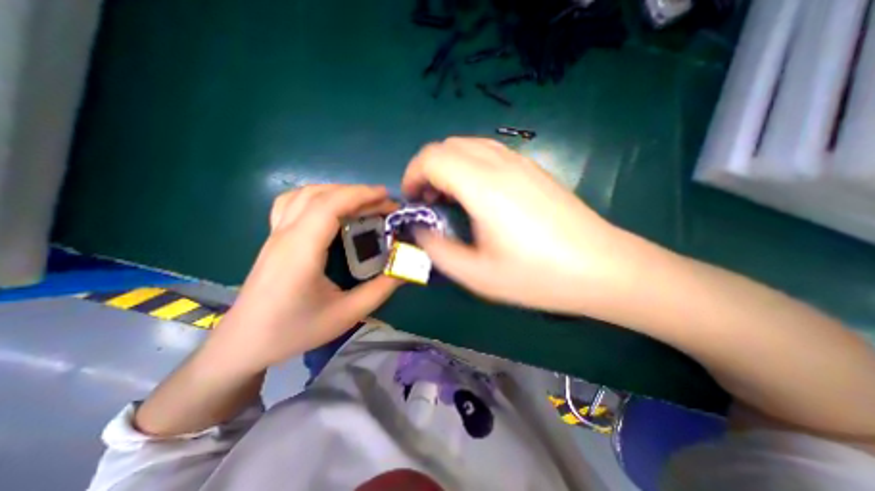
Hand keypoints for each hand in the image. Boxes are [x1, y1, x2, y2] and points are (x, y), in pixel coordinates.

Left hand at [207, 184, 402, 371]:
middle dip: (356, 193)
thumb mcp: (347, 314)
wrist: (245, 343)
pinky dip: (317, 197)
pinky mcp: (274, 239)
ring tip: (362, 203)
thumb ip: (381, 289)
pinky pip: (291, 203)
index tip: (388, 198)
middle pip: (319, 195)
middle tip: (384, 203)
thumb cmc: (295, 330)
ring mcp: (275, 235)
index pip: (329, 207)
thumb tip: (405, 267)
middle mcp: (285, 235)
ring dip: (337, 191)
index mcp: (301, 252)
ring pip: (303, 195)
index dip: (361, 196)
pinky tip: (331, 209)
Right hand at [402, 136, 636, 313]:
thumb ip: (438, 250)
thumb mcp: (476, 275)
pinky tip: (477, 195)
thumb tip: (421, 231)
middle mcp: (501, 164)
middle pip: (448, 145)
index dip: (412, 175)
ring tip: (449, 198)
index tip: (412, 201)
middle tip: (428, 202)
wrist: (601, 268)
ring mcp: (521, 162)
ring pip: (469, 145)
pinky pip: (489, 153)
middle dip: (427, 169)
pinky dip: (469, 166)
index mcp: (484, 186)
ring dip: (448, 166)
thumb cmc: (537, 276)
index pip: (432, 157)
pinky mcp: (533, 169)